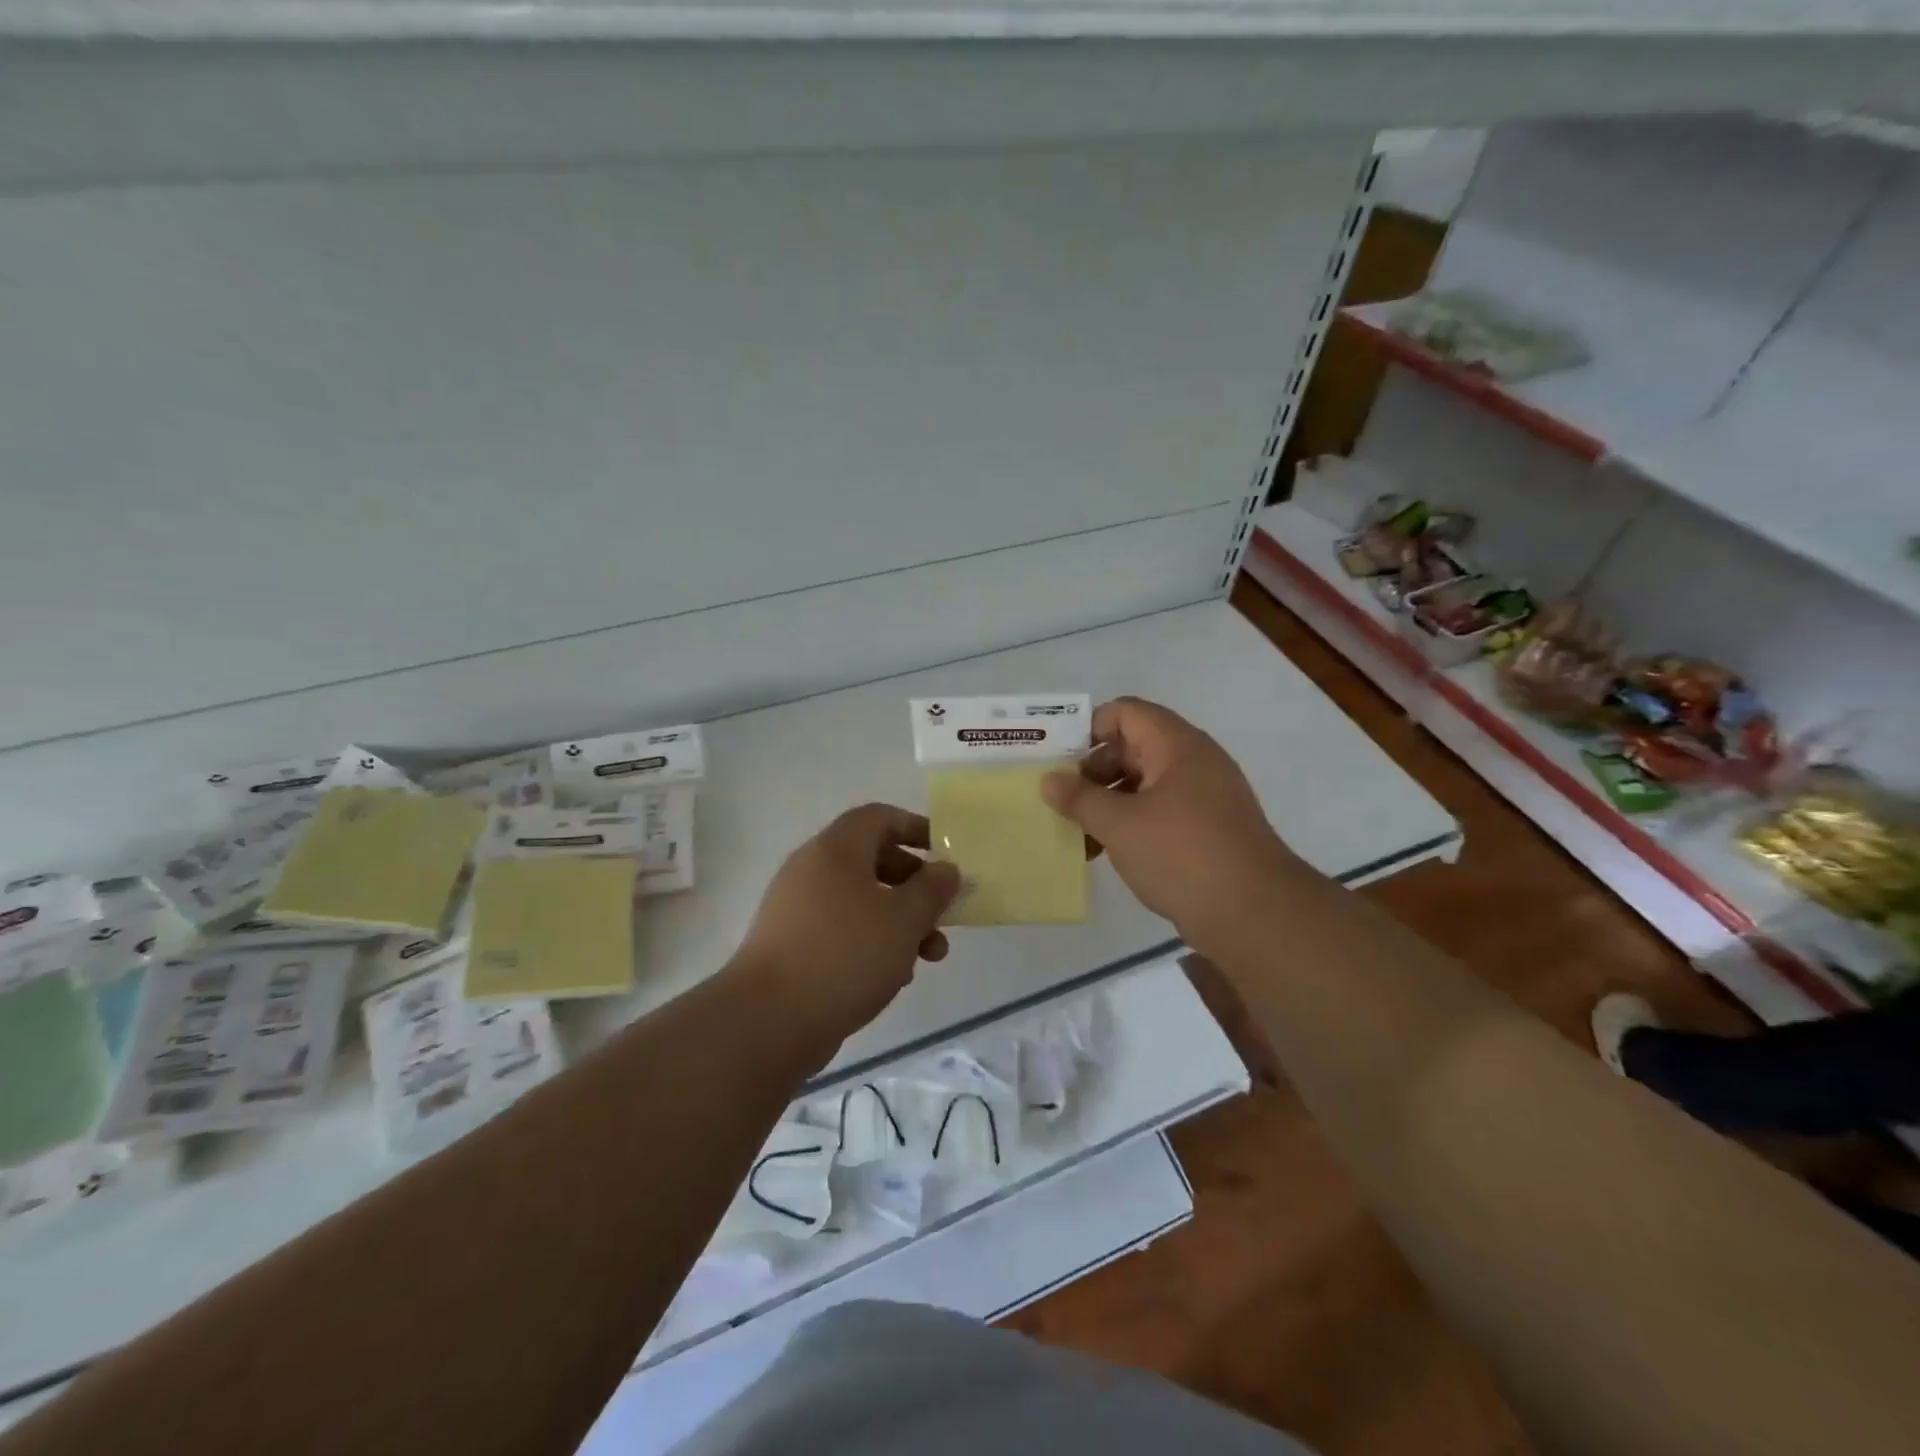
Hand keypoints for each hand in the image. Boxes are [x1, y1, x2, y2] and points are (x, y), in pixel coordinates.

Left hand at [730, 803, 961, 1055]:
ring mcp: (797, 908)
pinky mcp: (791, 945)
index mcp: (836, 849)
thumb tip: (945, 868)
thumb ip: (932, 889)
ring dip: (899, 922)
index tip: (946, 855)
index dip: (916, 828)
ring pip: (860, 901)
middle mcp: (812, 869)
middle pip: (873, 860)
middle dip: (915, 887)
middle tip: (942, 914)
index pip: (879, 817)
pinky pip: (840, 930)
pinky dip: (870, 943)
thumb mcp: (904, 919)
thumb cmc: (845, 955)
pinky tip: (891, 978)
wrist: (768, 1020)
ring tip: (927, 957)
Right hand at [1043, 696, 1296, 949]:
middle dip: (1093, 772)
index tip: (1058, 760)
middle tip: (1062, 801)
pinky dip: (1131, 823)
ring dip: (1109, 803)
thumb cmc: (1181, 854)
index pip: (1126, 712)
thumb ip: (1079, 798)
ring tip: (1077, 833)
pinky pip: (1160, 812)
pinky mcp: (1209, 829)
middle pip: (1133, 747)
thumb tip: (1049, 780)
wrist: (1255, 913)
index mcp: (1177, 745)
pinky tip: (1106, 852)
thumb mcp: (1119, 824)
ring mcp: (1205, 796)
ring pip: (1144, 784)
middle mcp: (1194, 761)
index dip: (1088, 728)